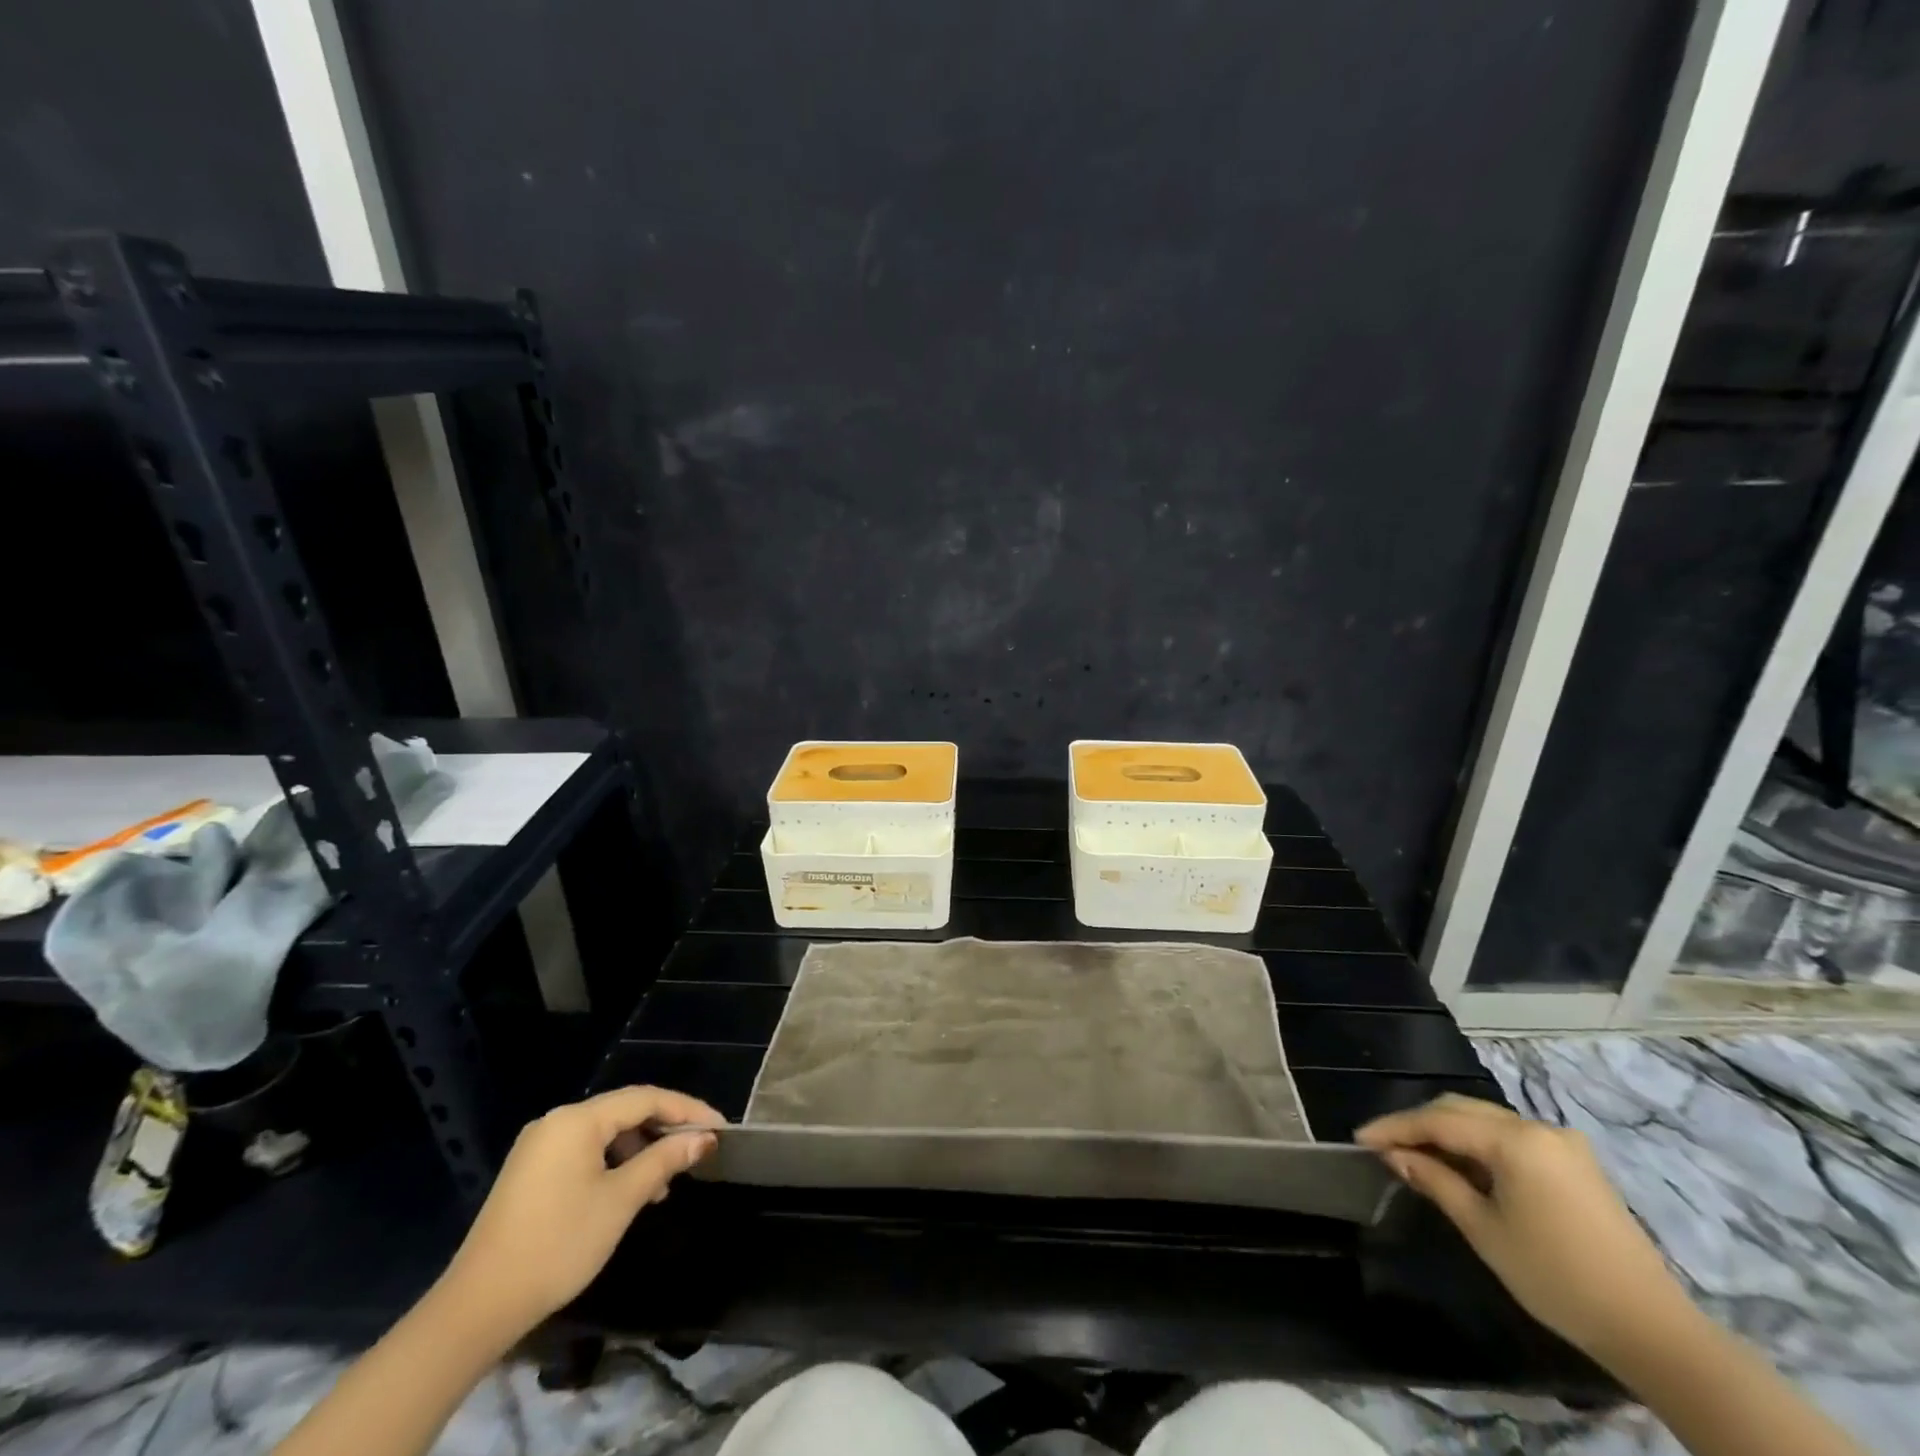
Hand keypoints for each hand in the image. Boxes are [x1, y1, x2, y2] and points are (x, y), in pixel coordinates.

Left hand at [438, 1086, 721, 1343]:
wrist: (477, 1307)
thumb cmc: (559, 1244)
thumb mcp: (621, 1199)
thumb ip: (665, 1160)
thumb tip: (703, 1139)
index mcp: (578, 1119)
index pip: (646, 1099)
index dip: (687, 1111)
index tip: (719, 1128)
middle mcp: (557, 1122)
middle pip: (625, 1112)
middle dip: (664, 1131)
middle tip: (697, 1153)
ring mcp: (539, 1147)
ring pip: (605, 1134)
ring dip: (640, 1151)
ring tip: (664, 1184)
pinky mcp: (530, 1173)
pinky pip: (585, 1152)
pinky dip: (614, 1164)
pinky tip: (629, 1192)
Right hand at [1356, 1094, 1695, 1363]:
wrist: (1653, 1330)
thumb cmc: (1556, 1278)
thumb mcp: (1483, 1230)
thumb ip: (1435, 1181)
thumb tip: (1396, 1156)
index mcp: (1516, 1140)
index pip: (1438, 1120)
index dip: (1395, 1127)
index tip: (1360, 1138)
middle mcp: (1538, 1128)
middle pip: (1462, 1110)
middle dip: (1419, 1124)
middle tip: (1384, 1145)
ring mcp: (1562, 1143)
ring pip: (1486, 1121)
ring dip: (1448, 1132)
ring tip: (1415, 1154)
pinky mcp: (1576, 1163)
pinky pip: (1511, 1138)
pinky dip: (1479, 1144)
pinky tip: (1461, 1165)